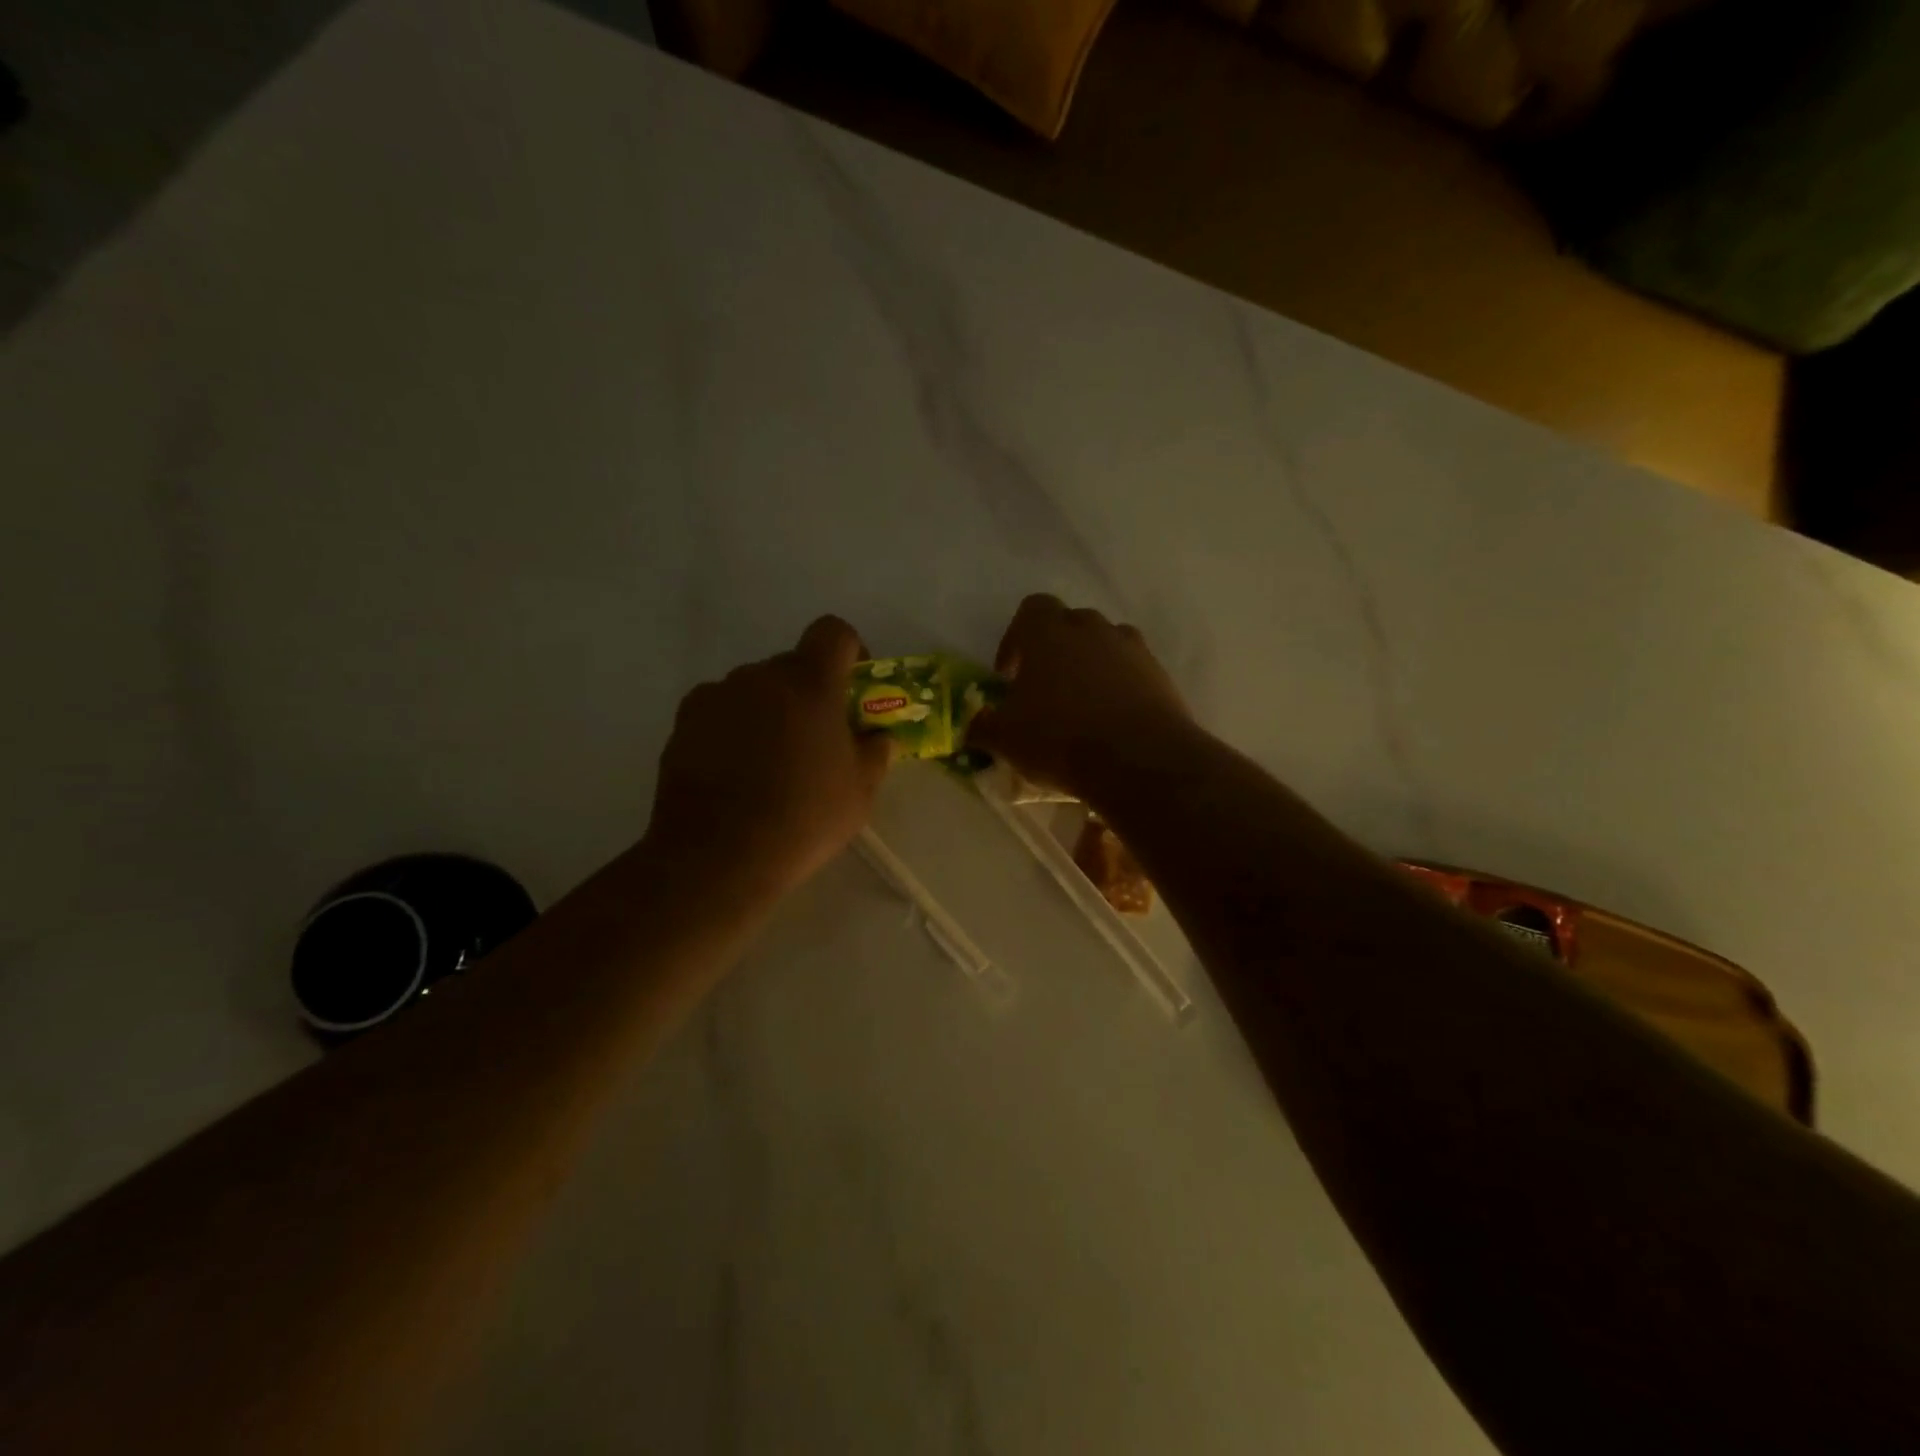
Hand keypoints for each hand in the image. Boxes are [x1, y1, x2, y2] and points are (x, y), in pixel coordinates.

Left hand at [646, 616, 891, 900]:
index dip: (850, 650)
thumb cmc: (804, 818)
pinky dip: (733, 728)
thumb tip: (879, 736)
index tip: (852, 688)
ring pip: (754, 689)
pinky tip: (734, 772)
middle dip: (808, 693)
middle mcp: (759, 676)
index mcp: (809, 683)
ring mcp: (716, 696)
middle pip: (792, 665)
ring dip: (769, 711)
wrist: (718, 856)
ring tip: (769, 762)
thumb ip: (876, 751)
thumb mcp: (861, 791)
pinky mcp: (683, 722)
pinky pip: (720, 711)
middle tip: (815, 740)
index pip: (833, 632)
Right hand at [968, 594, 1193, 802]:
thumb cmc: (1060, 739)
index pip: (1031, 609)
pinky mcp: (1160, 675)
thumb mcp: (1006, 739)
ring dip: (1091, 666)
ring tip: (1082, 704)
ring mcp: (1132, 649)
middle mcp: (1092, 629)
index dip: (1016, 639)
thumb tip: (972, 725)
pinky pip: (1133, 671)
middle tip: (1044, 689)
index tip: (1010, 675)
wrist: (1139, 761)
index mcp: (1049, 633)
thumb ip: (983, 726)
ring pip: (1105, 644)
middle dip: (1055, 650)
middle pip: (1070, 623)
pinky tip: (1112, 721)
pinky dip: (1121, 687)